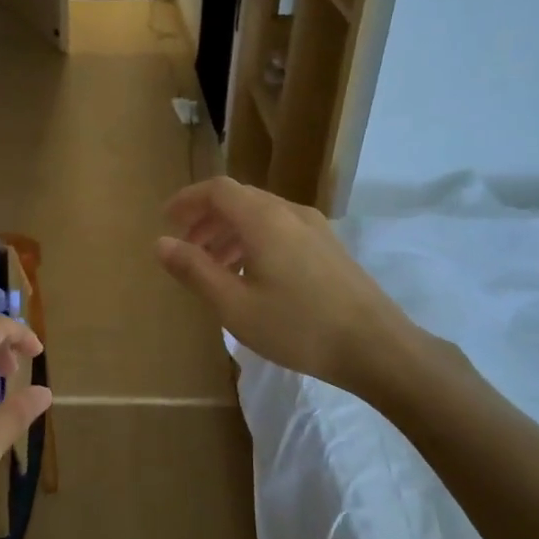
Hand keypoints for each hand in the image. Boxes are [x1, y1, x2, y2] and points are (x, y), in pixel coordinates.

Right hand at [156, 177, 425, 394]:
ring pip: (261, 216)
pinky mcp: (330, 247)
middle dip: (207, 219)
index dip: (188, 199)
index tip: (166, 220)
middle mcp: (290, 212)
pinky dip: (254, 242)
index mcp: (263, 219)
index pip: (217, 190)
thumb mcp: (234, 305)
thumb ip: (195, 270)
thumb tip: (161, 243)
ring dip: (230, 233)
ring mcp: (315, 228)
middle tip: (185, 248)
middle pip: (240, 200)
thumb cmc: (298, 327)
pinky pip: (281, 230)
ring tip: (214, 267)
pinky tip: (252, 277)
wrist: (377, 347)